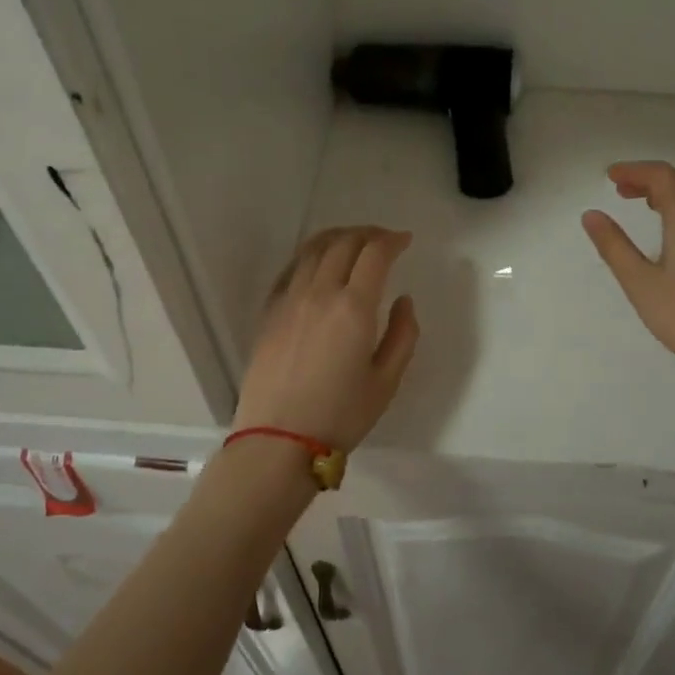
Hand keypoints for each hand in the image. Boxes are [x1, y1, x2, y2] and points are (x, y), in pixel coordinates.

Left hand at [234, 227, 420, 452]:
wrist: (278, 441)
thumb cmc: (340, 415)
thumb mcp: (387, 381)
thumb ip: (403, 335)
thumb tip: (403, 300)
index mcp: (354, 307)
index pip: (375, 254)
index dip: (392, 240)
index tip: (405, 240)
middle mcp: (320, 293)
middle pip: (343, 243)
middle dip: (368, 233)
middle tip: (383, 239)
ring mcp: (289, 299)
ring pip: (313, 249)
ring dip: (338, 237)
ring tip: (353, 241)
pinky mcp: (269, 312)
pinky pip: (291, 268)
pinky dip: (310, 255)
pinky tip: (318, 262)